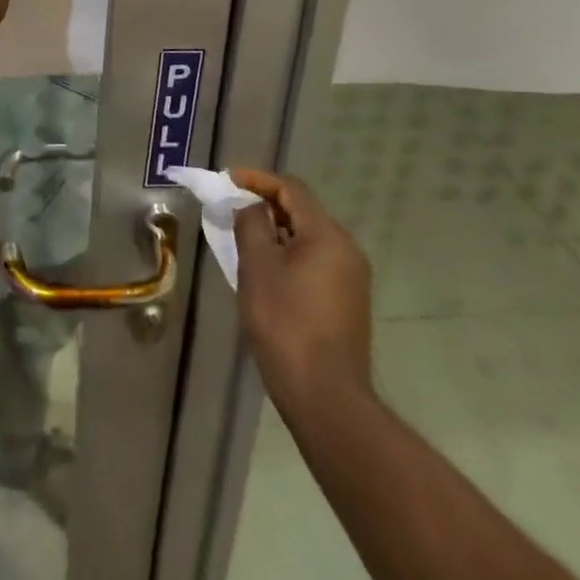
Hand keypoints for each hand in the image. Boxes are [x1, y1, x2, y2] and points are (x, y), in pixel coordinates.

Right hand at [231, 168, 373, 404]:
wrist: (326, 399)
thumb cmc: (286, 324)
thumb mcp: (257, 267)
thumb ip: (251, 224)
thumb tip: (252, 207)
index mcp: (327, 235)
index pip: (291, 189)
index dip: (257, 179)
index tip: (228, 181)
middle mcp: (346, 250)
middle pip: (302, 211)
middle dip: (265, 206)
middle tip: (232, 212)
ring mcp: (352, 279)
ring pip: (309, 238)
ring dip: (276, 233)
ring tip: (244, 242)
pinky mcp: (348, 304)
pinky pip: (315, 263)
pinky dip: (289, 256)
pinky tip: (267, 274)